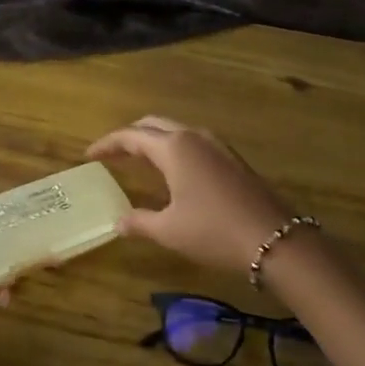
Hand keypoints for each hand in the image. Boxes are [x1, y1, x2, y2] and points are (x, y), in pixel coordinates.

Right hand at [87, 116, 294, 275]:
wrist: (275, 240)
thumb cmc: (213, 232)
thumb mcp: (169, 230)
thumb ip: (139, 222)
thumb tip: (118, 221)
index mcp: (174, 147)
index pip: (131, 135)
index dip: (107, 144)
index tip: (89, 155)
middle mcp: (195, 137)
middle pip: (154, 125)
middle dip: (131, 135)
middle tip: (113, 154)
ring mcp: (218, 146)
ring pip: (177, 132)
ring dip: (155, 141)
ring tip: (139, 161)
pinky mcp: (233, 160)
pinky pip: (195, 144)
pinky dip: (175, 150)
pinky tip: (173, 173)